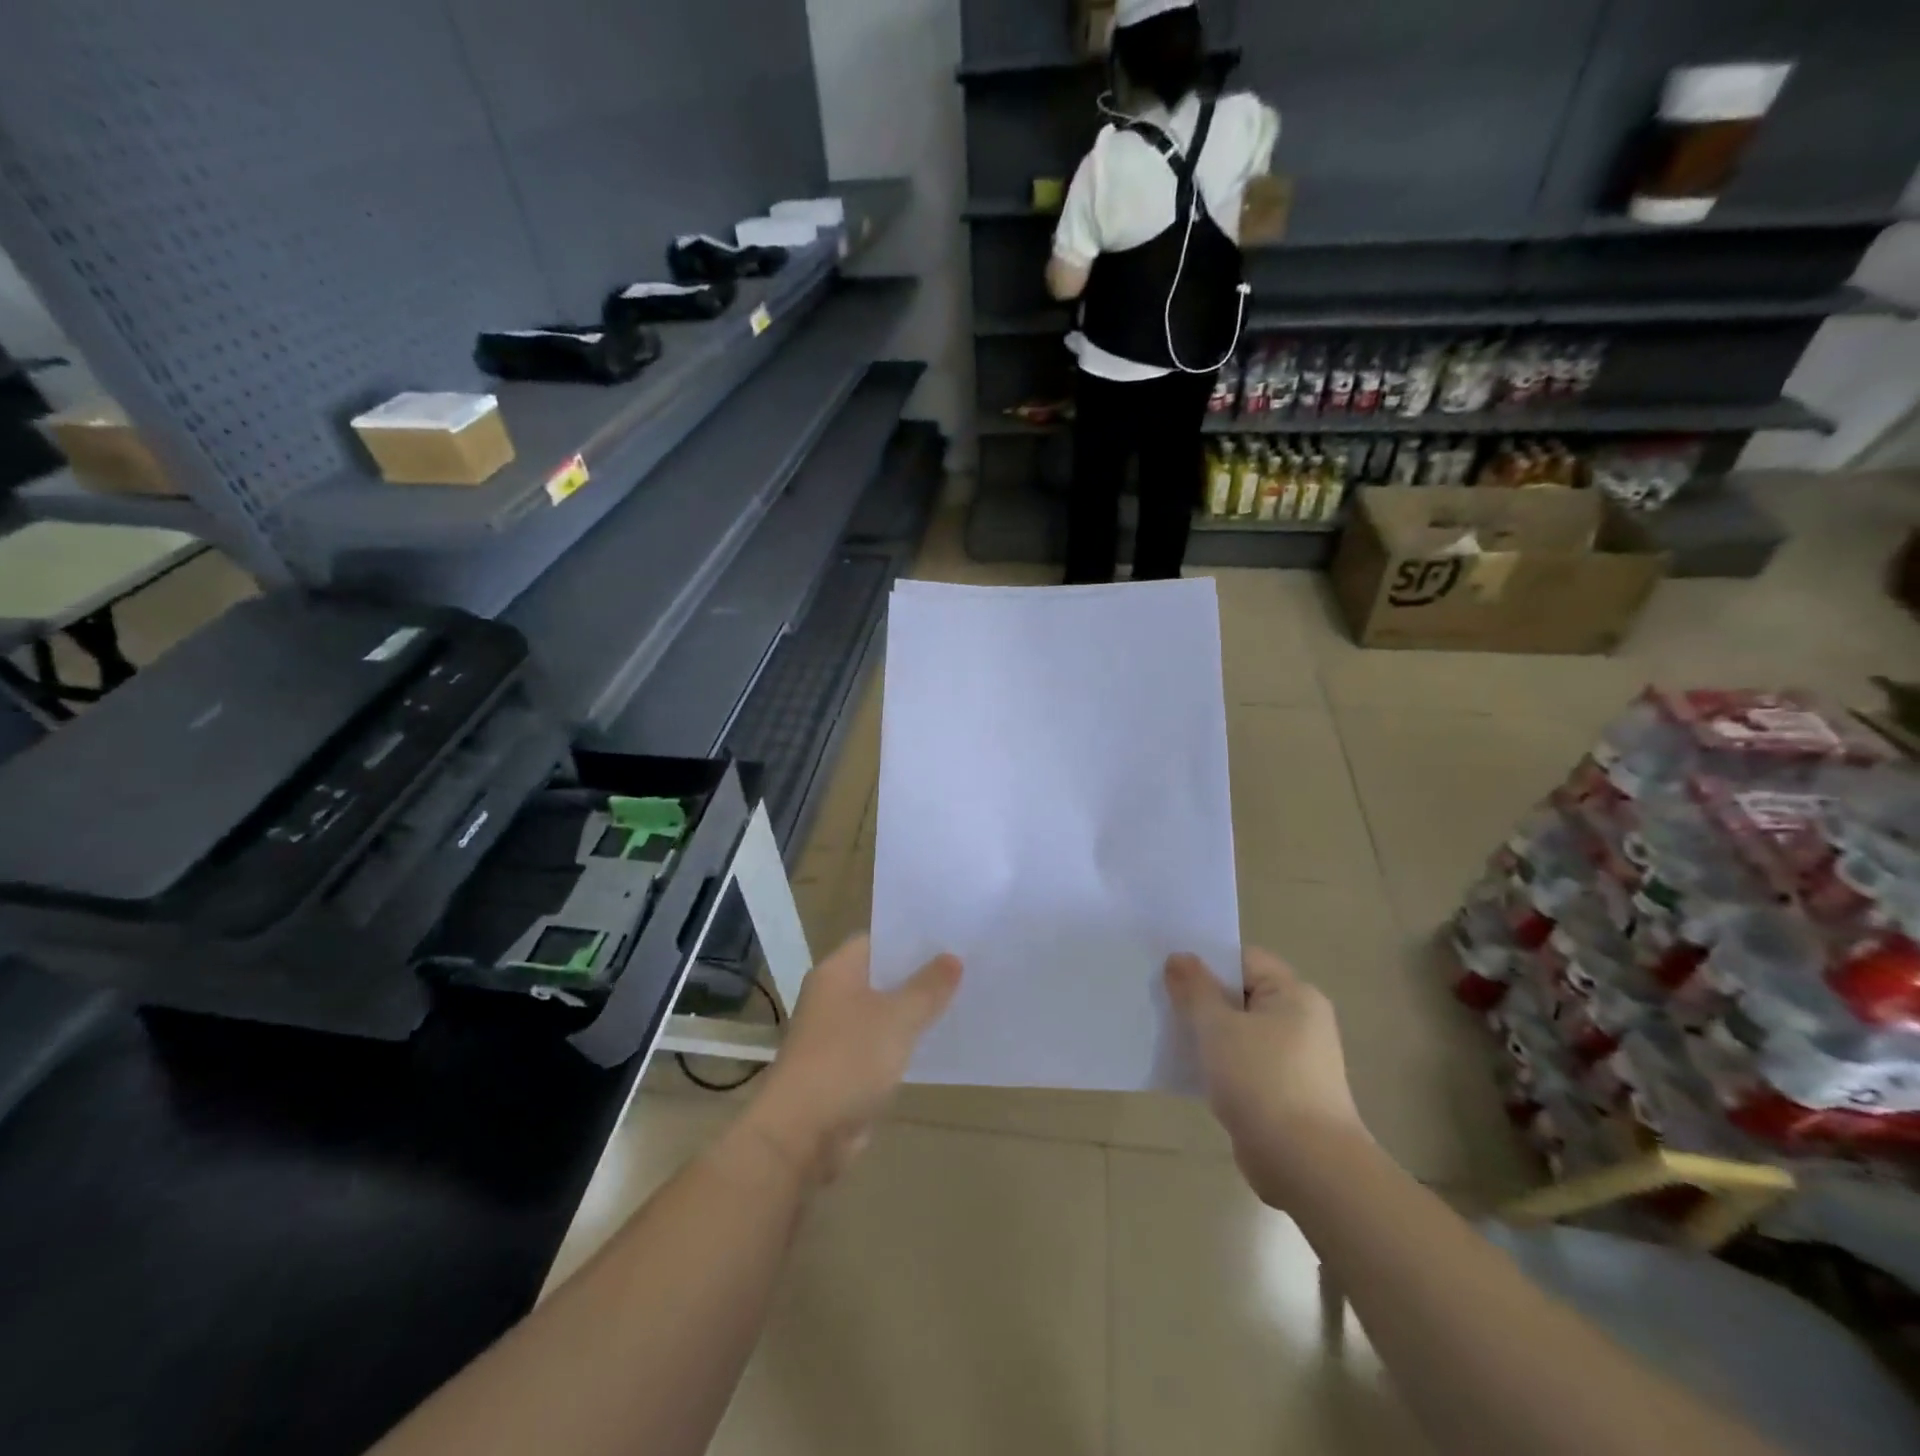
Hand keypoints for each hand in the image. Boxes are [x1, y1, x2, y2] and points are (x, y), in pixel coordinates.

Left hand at [741, 935, 960, 1186]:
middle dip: (918, 973)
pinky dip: (903, 1041)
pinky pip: (880, 1044)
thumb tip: (953, 957)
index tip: (949, 936)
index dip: (911, 937)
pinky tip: (937, 1041)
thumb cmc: (848, 1060)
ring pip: (883, 1011)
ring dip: (913, 1010)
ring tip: (960, 999)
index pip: (877, 939)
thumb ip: (928, 987)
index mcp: (837, 972)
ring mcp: (835, 1033)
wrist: (802, 1133)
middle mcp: (832, 996)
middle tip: (965, 965)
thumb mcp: (898, 1018)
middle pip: (881, 975)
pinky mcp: (843, 1068)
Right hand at [1165, 947, 1369, 1206]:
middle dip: (1201, 998)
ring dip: (1208, 1033)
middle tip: (1160, 999)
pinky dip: (1220, 1063)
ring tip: (1168, 1033)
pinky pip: (1245, 1063)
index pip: (1243, 959)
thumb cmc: (1262, 1081)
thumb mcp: (1217, 1027)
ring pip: (1240, 1031)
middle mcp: (1301, 1020)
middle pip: (1241, 994)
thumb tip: (1179, 957)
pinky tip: (1190, 1069)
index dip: (1206, 961)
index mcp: (1294, 994)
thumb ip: (1194, 988)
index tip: (1168, 970)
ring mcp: (1296, 1059)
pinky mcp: (1286, 1092)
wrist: (1307, 1166)